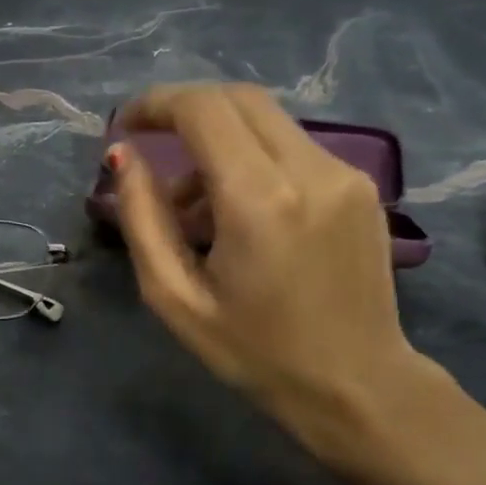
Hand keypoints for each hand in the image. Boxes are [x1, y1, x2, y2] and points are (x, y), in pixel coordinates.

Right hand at [108, 83, 485, 484]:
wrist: (358, 385)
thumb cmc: (255, 353)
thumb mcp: (175, 298)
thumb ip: (142, 219)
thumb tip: (123, 156)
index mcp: (260, 200)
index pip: (203, 109)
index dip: (156, 104)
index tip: (127, 127)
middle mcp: (310, 170)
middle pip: (238, 98)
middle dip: (185, 111)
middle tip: (151, 148)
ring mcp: (345, 173)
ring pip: (266, 120)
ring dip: (217, 142)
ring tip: (192, 208)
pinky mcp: (362, 185)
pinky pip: (292, 146)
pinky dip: (252, 159)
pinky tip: (238, 213)